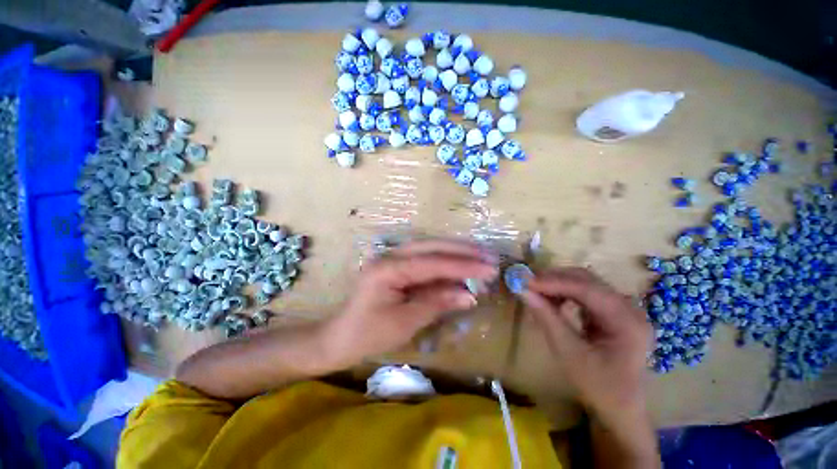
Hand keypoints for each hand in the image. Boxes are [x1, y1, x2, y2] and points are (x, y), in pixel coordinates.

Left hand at [323, 239, 497, 366]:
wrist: (340, 338)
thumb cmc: (368, 334)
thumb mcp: (404, 322)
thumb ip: (437, 303)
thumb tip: (469, 294)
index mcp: (388, 268)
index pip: (432, 263)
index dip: (462, 265)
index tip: (489, 268)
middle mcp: (391, 255)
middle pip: (432, 246)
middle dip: (462, 250)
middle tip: (489, 255)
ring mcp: (393, 258)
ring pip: (430, 248)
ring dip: (455, 252)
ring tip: (480, 255)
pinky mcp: (397, 266)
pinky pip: (425, 259)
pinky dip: (445, 262)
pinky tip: (460, 265)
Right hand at [520, 267, 651, 418]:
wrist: (620, 405)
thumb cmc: (597, 385)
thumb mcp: (568, 353)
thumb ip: (547, 318)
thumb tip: (523, 291)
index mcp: (627, 322)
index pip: (588, 290)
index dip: (555, 282)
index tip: (527, 281)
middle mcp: (629, 308)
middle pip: (588, 280)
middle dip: (555, 279)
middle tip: (528, 283)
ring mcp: (623, 308)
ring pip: (585, 282)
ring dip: (558, 284)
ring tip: (537, 291)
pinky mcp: (613, 311)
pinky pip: (586, 292)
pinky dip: (565, 292)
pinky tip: (552, 299)